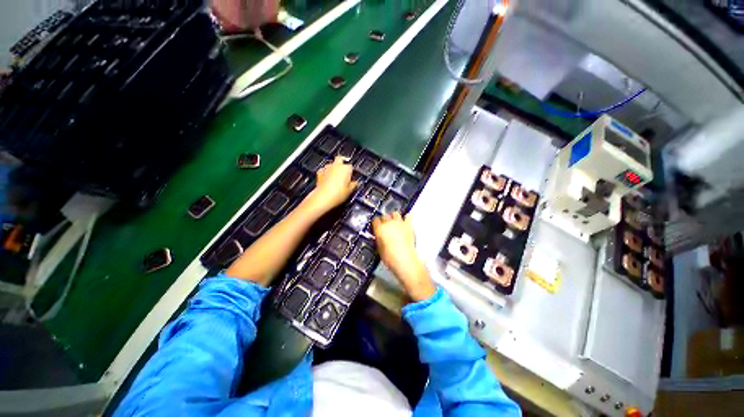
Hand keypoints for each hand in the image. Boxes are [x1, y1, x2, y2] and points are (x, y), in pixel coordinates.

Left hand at [305, 156, 357, 214]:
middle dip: (342, 163)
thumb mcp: (350, 191)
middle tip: (343, 171)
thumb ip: (354, 185)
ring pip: (331, 164)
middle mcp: (337, 166)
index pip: (351, 166)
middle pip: (340, 159)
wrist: (323, 197)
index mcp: (346, 169)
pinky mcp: (320, 173)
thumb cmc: (338, 194)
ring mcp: (327, 168)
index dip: (351, 172)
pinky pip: (323, 170)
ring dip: (333, 168)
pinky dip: (325, 172)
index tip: (351, 177)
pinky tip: (327, 178)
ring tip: (335, 176)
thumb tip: (355, 183)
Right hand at [372, 212, 435, 301]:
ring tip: (395, 223)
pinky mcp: (409, 225)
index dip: (376, 223)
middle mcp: (388, 223)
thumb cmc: (390, 258)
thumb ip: (379, 238)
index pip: (375, 220)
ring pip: (395, 213)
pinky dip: (406, 218)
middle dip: (384, 220)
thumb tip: (380, 235)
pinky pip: (407, 216)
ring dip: (394, 217)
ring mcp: (399, 223)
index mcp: (379, 229)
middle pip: (385, 216)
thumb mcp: (379, 248)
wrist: (405, 261)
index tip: (377, 226)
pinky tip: (405, 222)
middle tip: (386, 226)